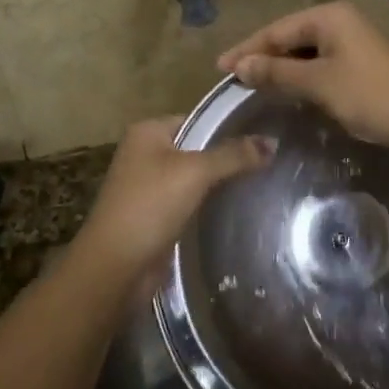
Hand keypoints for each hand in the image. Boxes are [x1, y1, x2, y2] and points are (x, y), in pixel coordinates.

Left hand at [75, 117, 273, 281]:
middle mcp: (145, 153)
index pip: (198, 119)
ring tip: (262, 181)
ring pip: (194, 177)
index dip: (229, 126)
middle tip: (269, 160)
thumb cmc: (150, 206)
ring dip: (219, 183)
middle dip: (228, 156)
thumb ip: (233, 155)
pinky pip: (189, 201)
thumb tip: (273, 141)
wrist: (115, 269)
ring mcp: (148, 186)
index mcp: (148, 132)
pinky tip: (237, 208)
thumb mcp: (195, 172)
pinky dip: (208, 204)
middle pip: (197, 148)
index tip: (264, 133)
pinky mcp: (155, 216)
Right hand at [217, 2, 388, 151]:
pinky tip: (285, 89)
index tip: (220, 68)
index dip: (247, 49)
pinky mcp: (357, 62)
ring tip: (251, 84)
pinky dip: (298, 75)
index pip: (277, 30)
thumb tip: (240, 66)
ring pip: (303, 51)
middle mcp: (338, 21)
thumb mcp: (318, 83)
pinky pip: (318, 63)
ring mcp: (350, 41)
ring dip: (279, 68)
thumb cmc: (368, 95)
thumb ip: (277, 72)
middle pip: (289, 37)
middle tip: (232, 77)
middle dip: (262, 57)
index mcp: (328, 16)